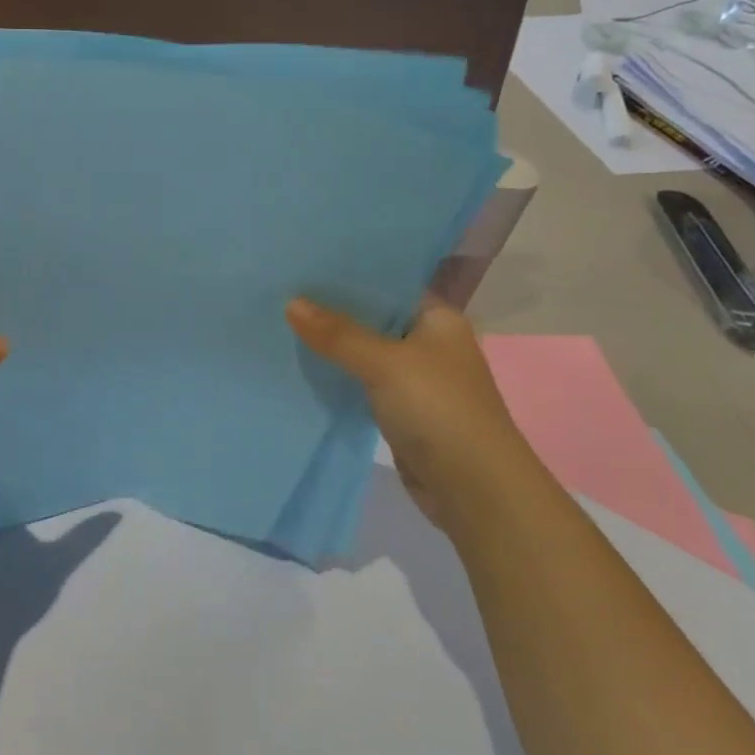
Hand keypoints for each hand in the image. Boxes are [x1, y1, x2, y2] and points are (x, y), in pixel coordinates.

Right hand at [286, 294, 532, 530]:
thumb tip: (291, 302)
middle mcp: (428, 344)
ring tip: (281, 324)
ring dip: (331, 347)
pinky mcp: (400, 411)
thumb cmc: (439, 410)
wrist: (473, 488)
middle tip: (281, 292)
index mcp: (439, 319)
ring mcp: (415, 380)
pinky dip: (337, 378)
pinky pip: (361, 384)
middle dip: (332, 311)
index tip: (304, 266)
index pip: (389, 285)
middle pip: (373, 319)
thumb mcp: (385, 363)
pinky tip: (301, 367)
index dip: (349, 276)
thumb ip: (338, 334)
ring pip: (364, 354)